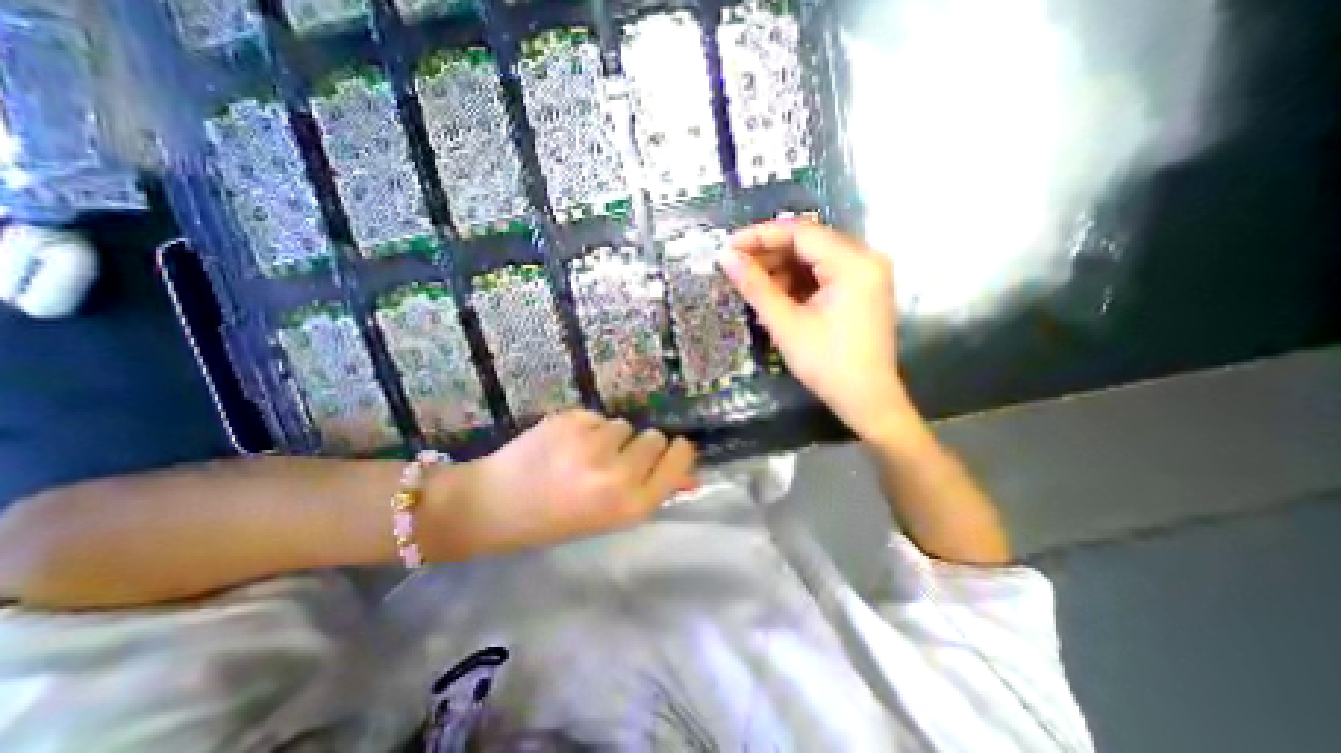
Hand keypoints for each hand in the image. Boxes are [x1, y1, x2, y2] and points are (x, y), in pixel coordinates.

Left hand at [433, 409, 701, 554]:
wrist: (493, 506)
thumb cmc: (558, 519)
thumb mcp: (612, 516)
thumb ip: (654, 491)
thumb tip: (693, 476)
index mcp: (631, 505)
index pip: (677, 461)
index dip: (677, 452)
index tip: (673, 448)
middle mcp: (617, 474)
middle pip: (654, 437)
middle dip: (638, 446)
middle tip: (612, 461)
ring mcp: (592, 445)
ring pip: (624, 424)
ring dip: (610, 436)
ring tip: (581, 455)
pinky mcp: (570, 421)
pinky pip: (597, 416)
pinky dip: (585, 427)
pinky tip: (563, 445)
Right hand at [716, 218, 917, 439]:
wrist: (866, 400)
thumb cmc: (827, 363)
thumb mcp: (786, 324)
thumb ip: (755, 286)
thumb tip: (726, 257)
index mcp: (853, 263)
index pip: (801, 232)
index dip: (760, 236)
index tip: (729, 247)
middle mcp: (865, 259)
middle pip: (809, 243)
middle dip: (770, 254)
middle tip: (737, 268)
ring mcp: (866, 274)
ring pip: (814, 258)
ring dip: (782, 269)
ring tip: (753, 286)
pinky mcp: (861, 289)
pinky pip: (823, 274)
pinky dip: (797, 282)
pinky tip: (776, 296)